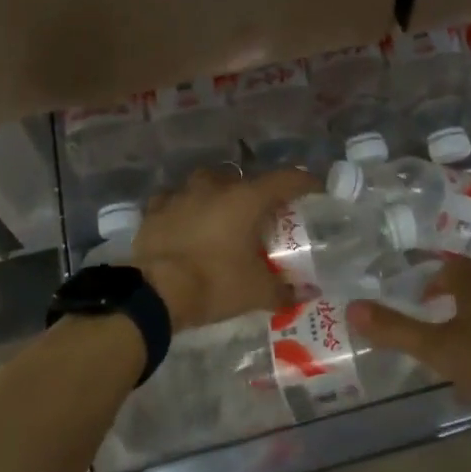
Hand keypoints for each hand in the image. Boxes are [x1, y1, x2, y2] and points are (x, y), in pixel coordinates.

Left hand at [133, 167, 319, 331]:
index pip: (286, 179)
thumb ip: (284, 289)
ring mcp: (181, 194)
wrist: (155, 292)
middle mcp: (215, 186)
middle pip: (244, 180)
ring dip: (218, 196)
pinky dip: (185, 208)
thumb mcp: (256, 292)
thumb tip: (305, 293)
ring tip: (223, 217)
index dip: (304, 182)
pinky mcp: (155, 209)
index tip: (315, 190)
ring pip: (207, 184)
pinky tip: (186, 223)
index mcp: (246, 199)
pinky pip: (176, 200)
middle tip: (262, 216)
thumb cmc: (215, 283)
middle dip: (255, 194)